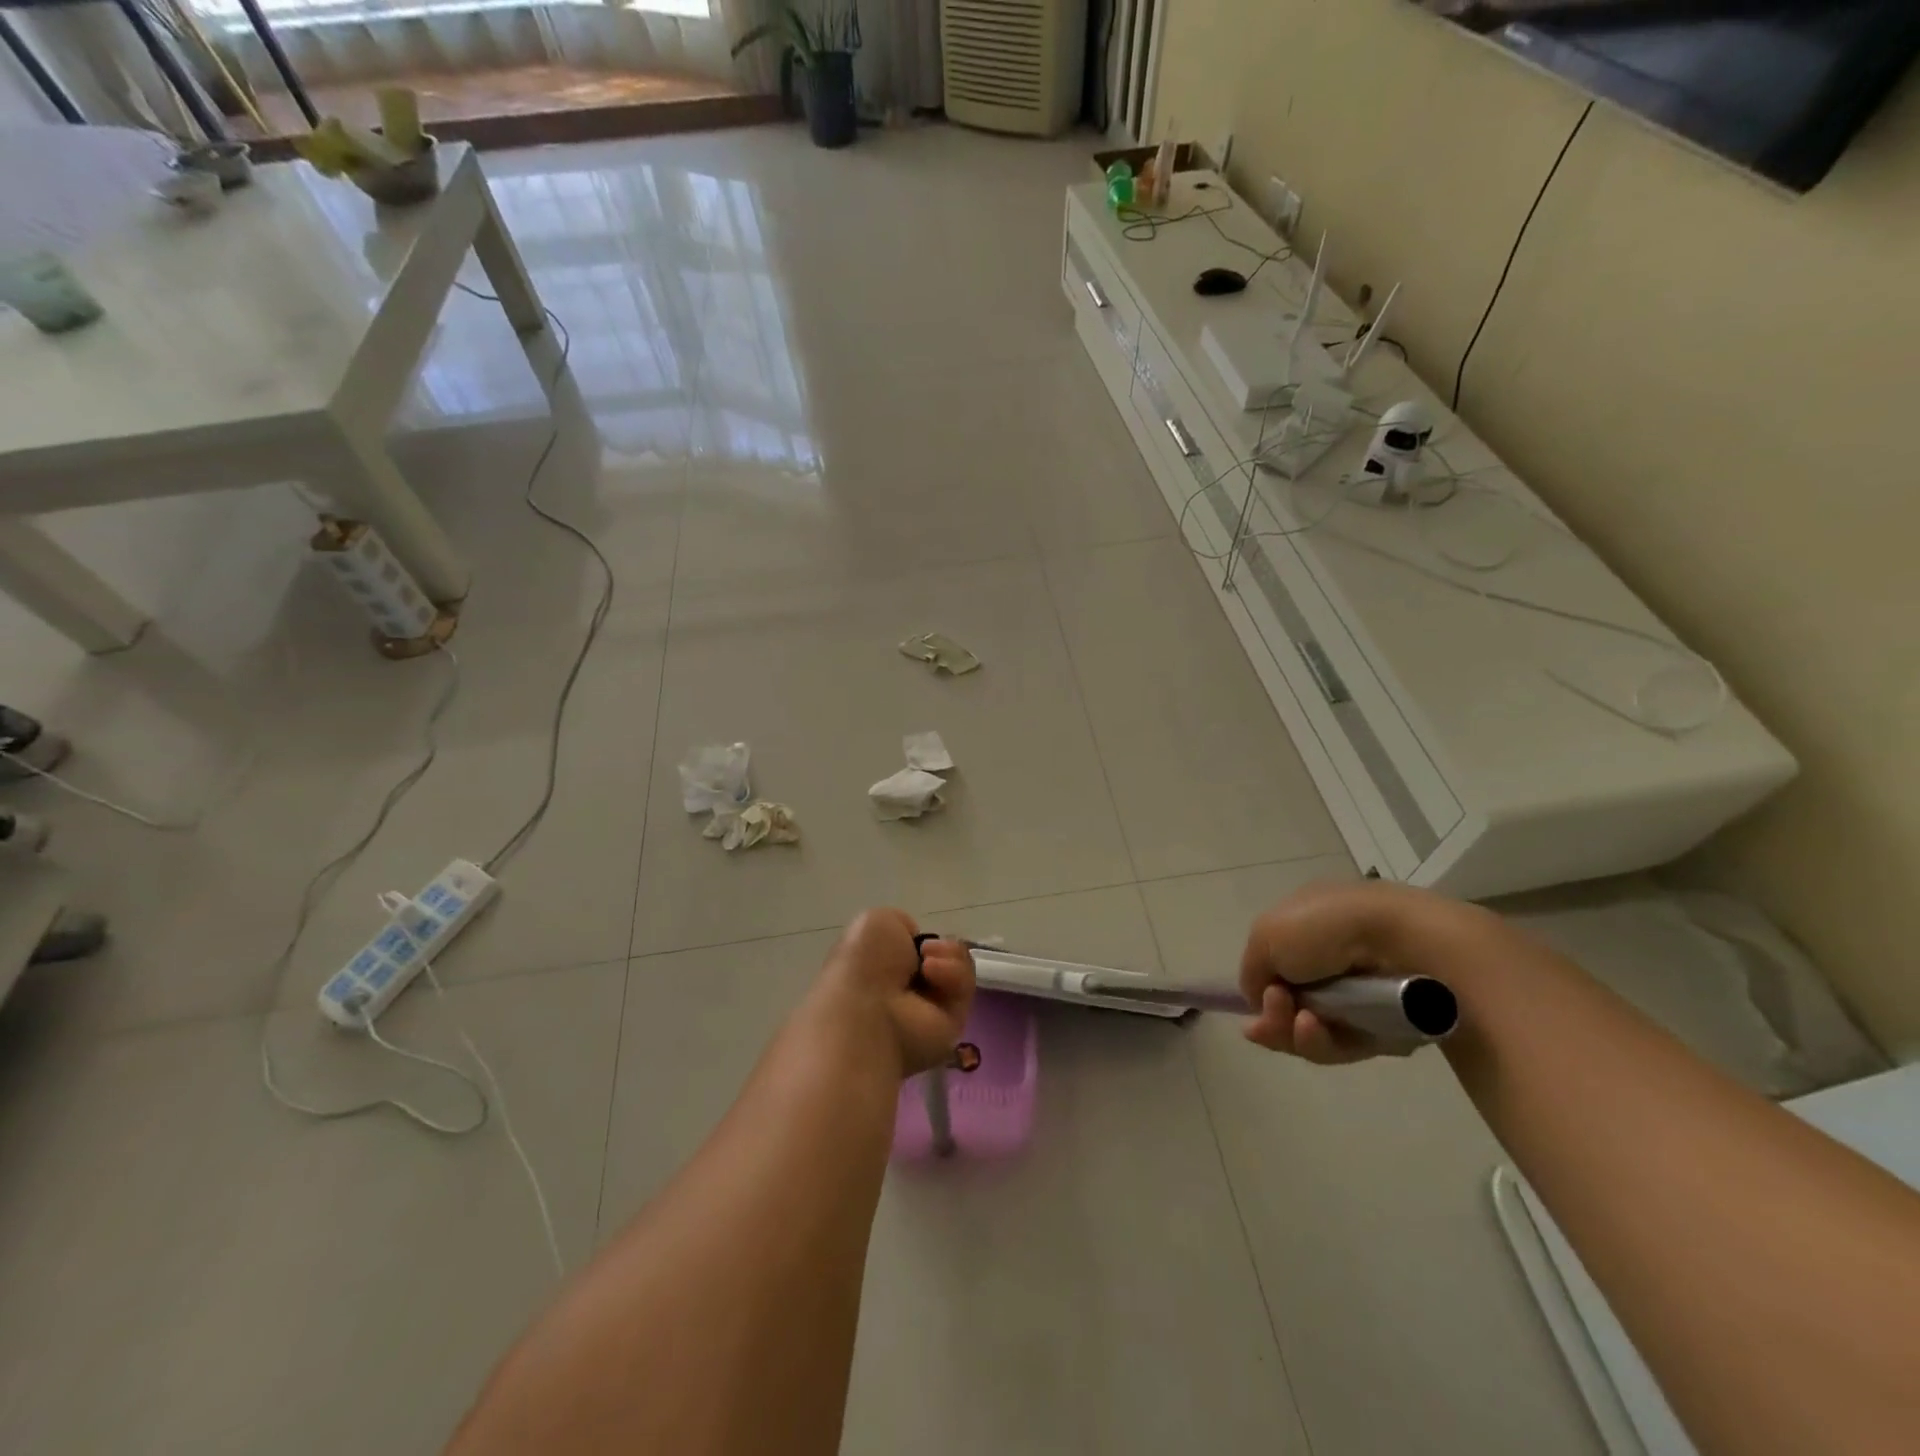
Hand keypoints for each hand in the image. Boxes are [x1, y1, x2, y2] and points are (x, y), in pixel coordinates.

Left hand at [813, 909, 974, 1077]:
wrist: (871, 1011)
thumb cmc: (864, 964)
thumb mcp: (875, 922)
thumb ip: (900, 924)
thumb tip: (918, 946)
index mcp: (878, 968)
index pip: (911, 949)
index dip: (916, 937)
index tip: (911, 934)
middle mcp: (904, 989)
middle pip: (941, 956)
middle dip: (941, 946)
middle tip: (926, 950)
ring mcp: (929, 1007)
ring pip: (958, 967)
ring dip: (948, 956)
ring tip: (928, 965)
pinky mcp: (953, 1022)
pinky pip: (965, 986)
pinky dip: (953, 974)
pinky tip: (933, 975)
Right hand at [1238, 881, 1473, 1063]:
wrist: (1401, 946)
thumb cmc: (1326, 928)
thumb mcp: (1265, 935)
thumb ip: (1251, 970)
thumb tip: (1260, 998)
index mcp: (1307, 925)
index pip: (1275, 965)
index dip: (1260, 986)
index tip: (1255, 999)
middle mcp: (1331, 959)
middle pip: (1288, 1004)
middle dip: (1273, 1015)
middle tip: (1274, 1011)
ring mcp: (1357, 995)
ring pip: (1310, 1030)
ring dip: (1293, 1031)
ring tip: (1301, 1022)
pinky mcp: (1382, 1029)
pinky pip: (1340, 1046)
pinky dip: (1321, 1041)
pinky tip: (1314, 1029)